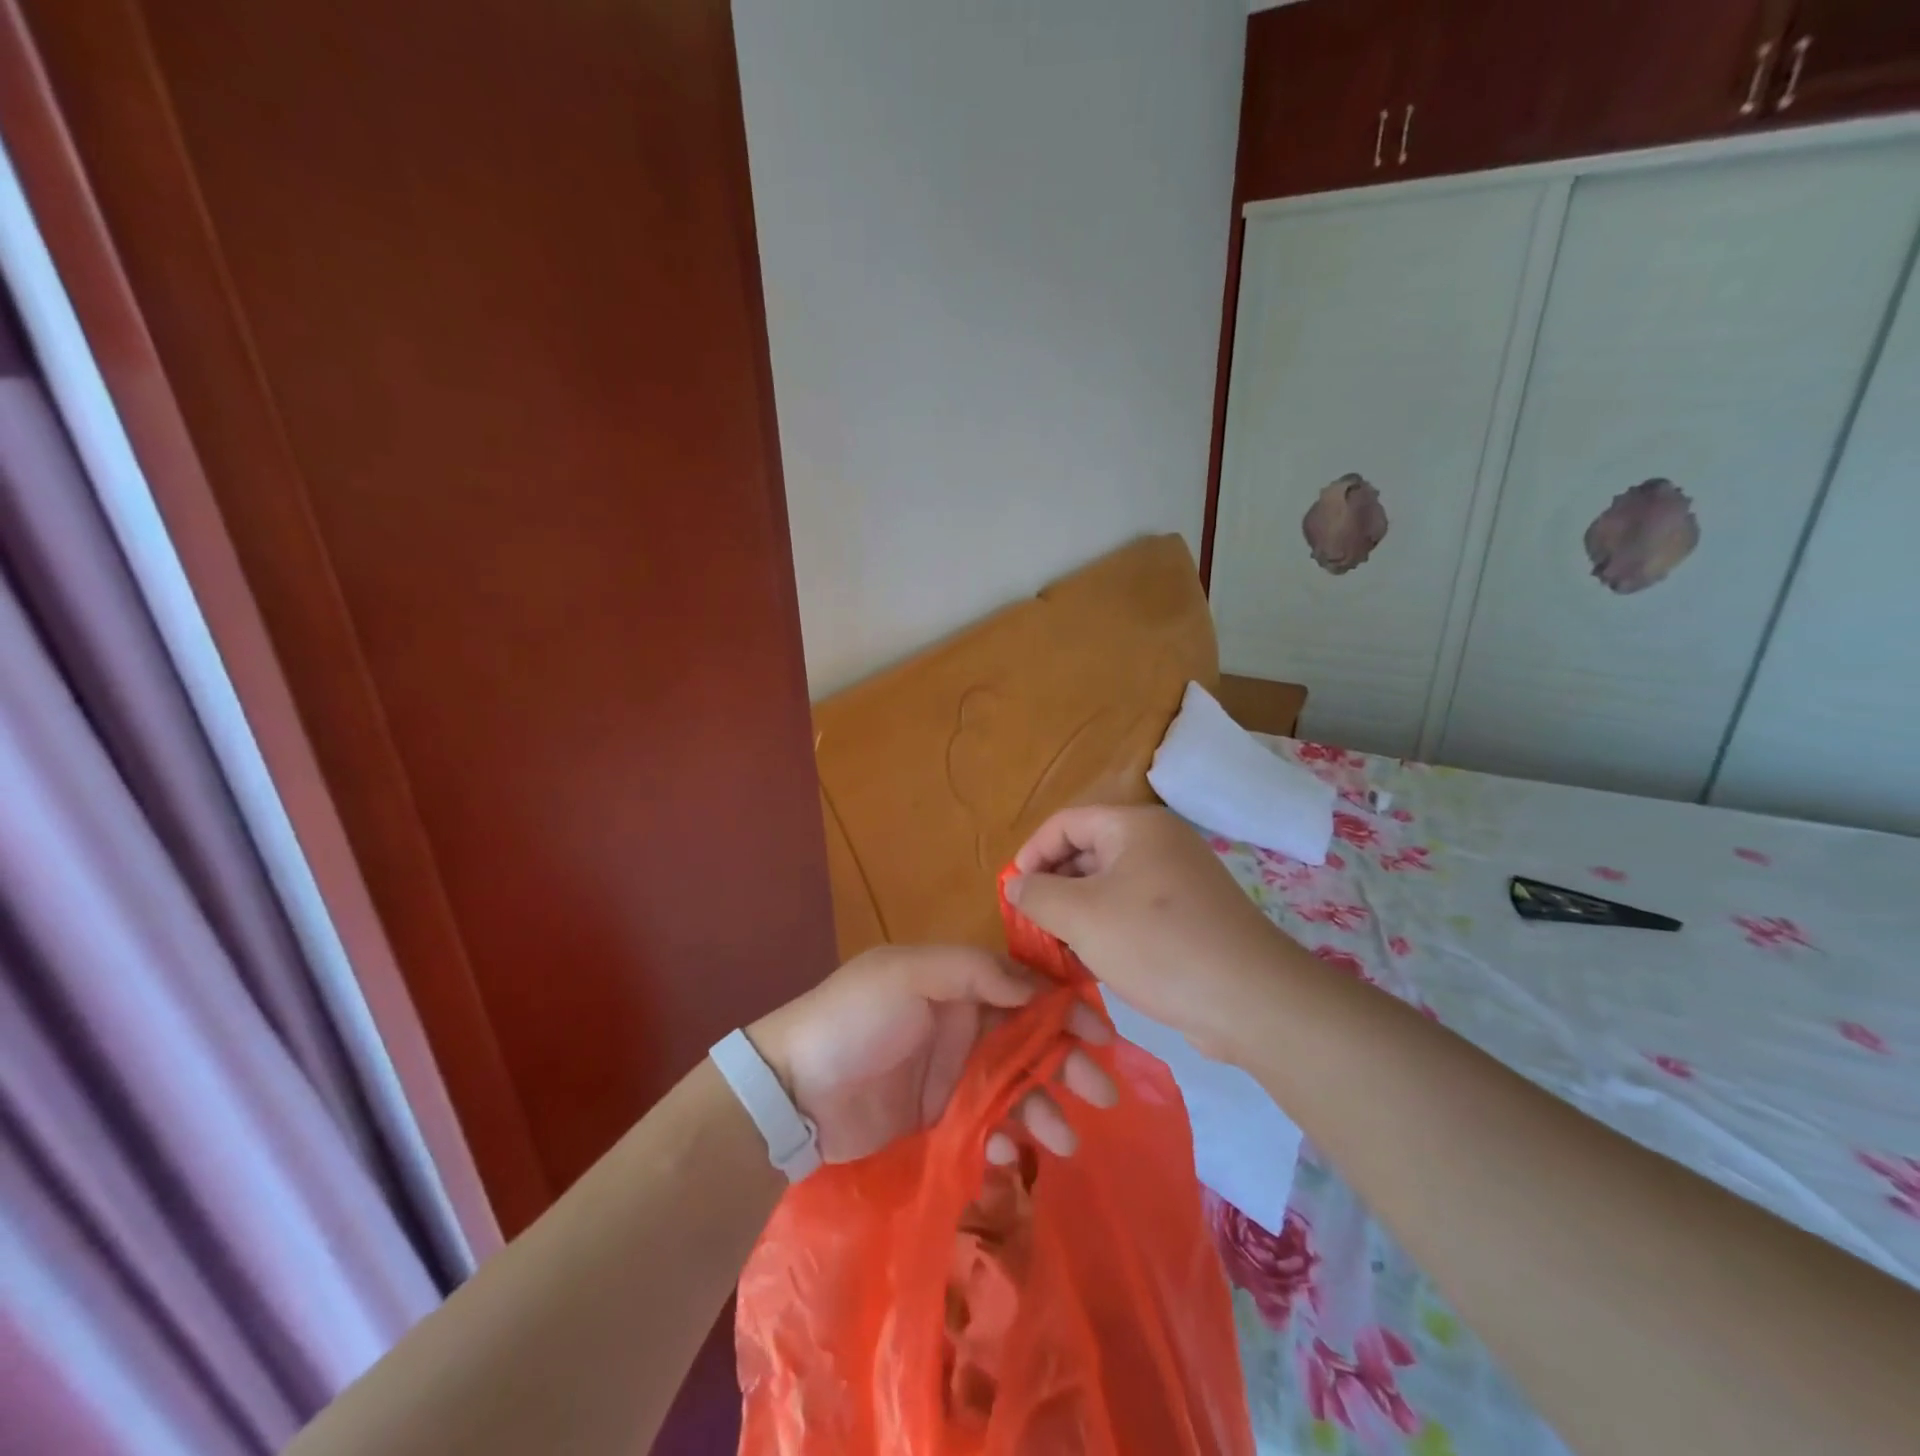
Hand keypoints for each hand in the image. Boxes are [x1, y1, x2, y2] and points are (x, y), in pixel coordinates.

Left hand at [749, 945, 1116, 1165]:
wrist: (793, 1094)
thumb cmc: (854, 1020)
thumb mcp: (908, 974)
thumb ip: (973, 971)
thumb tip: (1036, 985)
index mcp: (958, 982)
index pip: (1025, 987)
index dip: (1065, 1006)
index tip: (1100, 1033)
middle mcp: (964, 1024)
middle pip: (1031, 1040)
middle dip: (1068, 1061)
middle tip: (1102, 1092)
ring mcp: (954, 1075)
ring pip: (1016, 1086)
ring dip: (1045, 1107)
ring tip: (1065, 1139)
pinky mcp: (943, 1120)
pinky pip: (989, 1125)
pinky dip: (1004, 1138)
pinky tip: (1004, 1152)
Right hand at [1007, 805, 1292, 1062]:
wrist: (1252, 1002)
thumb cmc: (1158, 945)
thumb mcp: (1081, 917)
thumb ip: (1037, 895)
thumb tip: (1015, 885)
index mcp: (1134, 826)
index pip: (1064, 824)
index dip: (1031, 854)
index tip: (1012, 896)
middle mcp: (1159, 843)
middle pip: (1087, 852)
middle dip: (1053, 888)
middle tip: (1030, 928)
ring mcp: (1179, 881)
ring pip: (1109, 887)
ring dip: (1077, 915)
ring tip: (1056, 951)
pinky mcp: (1190, 918)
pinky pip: (1133, 912)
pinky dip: (1107, 930)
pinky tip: (1093, 965)